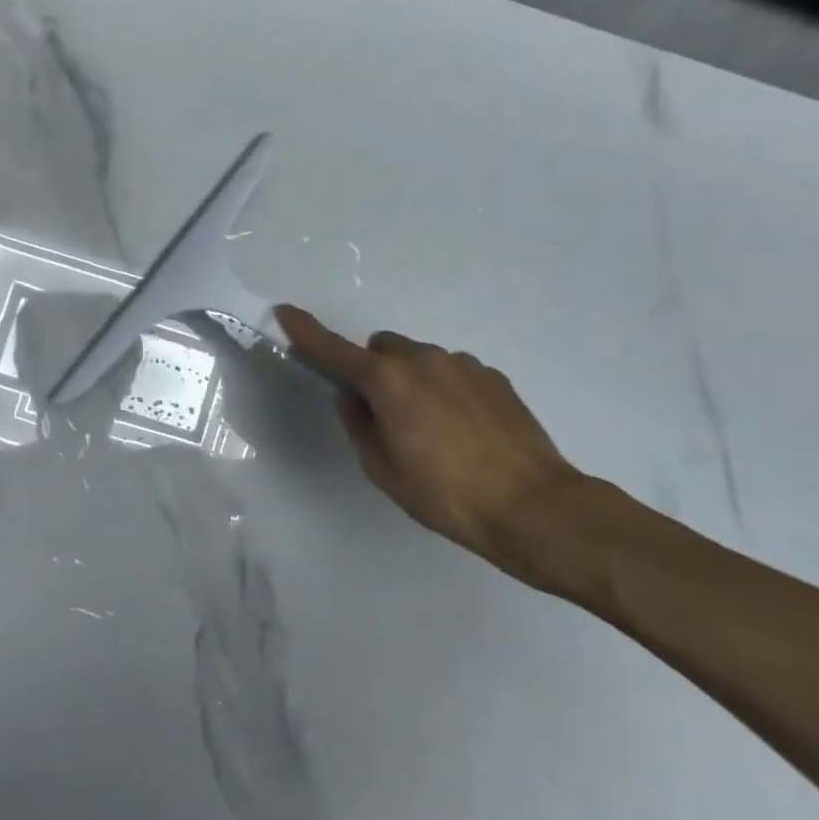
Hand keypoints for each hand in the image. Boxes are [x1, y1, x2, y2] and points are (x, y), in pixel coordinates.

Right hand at [277, 306, 587, 584]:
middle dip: (374, 370)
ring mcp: (463, 364)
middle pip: (382, 348)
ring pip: (420, 360)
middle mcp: (423, 359)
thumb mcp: (382, 469)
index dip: (305, 331)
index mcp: (387, 381)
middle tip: (385, 415)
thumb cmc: (444, 494)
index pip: (333, 349)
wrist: (534, 507)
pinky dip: (446, 391)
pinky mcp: (494, 377)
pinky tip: (466, 432)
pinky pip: (453, 373)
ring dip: (413, 381)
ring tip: (434, 432)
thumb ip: (358, 425)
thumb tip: (352, 399)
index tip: (284, 312)